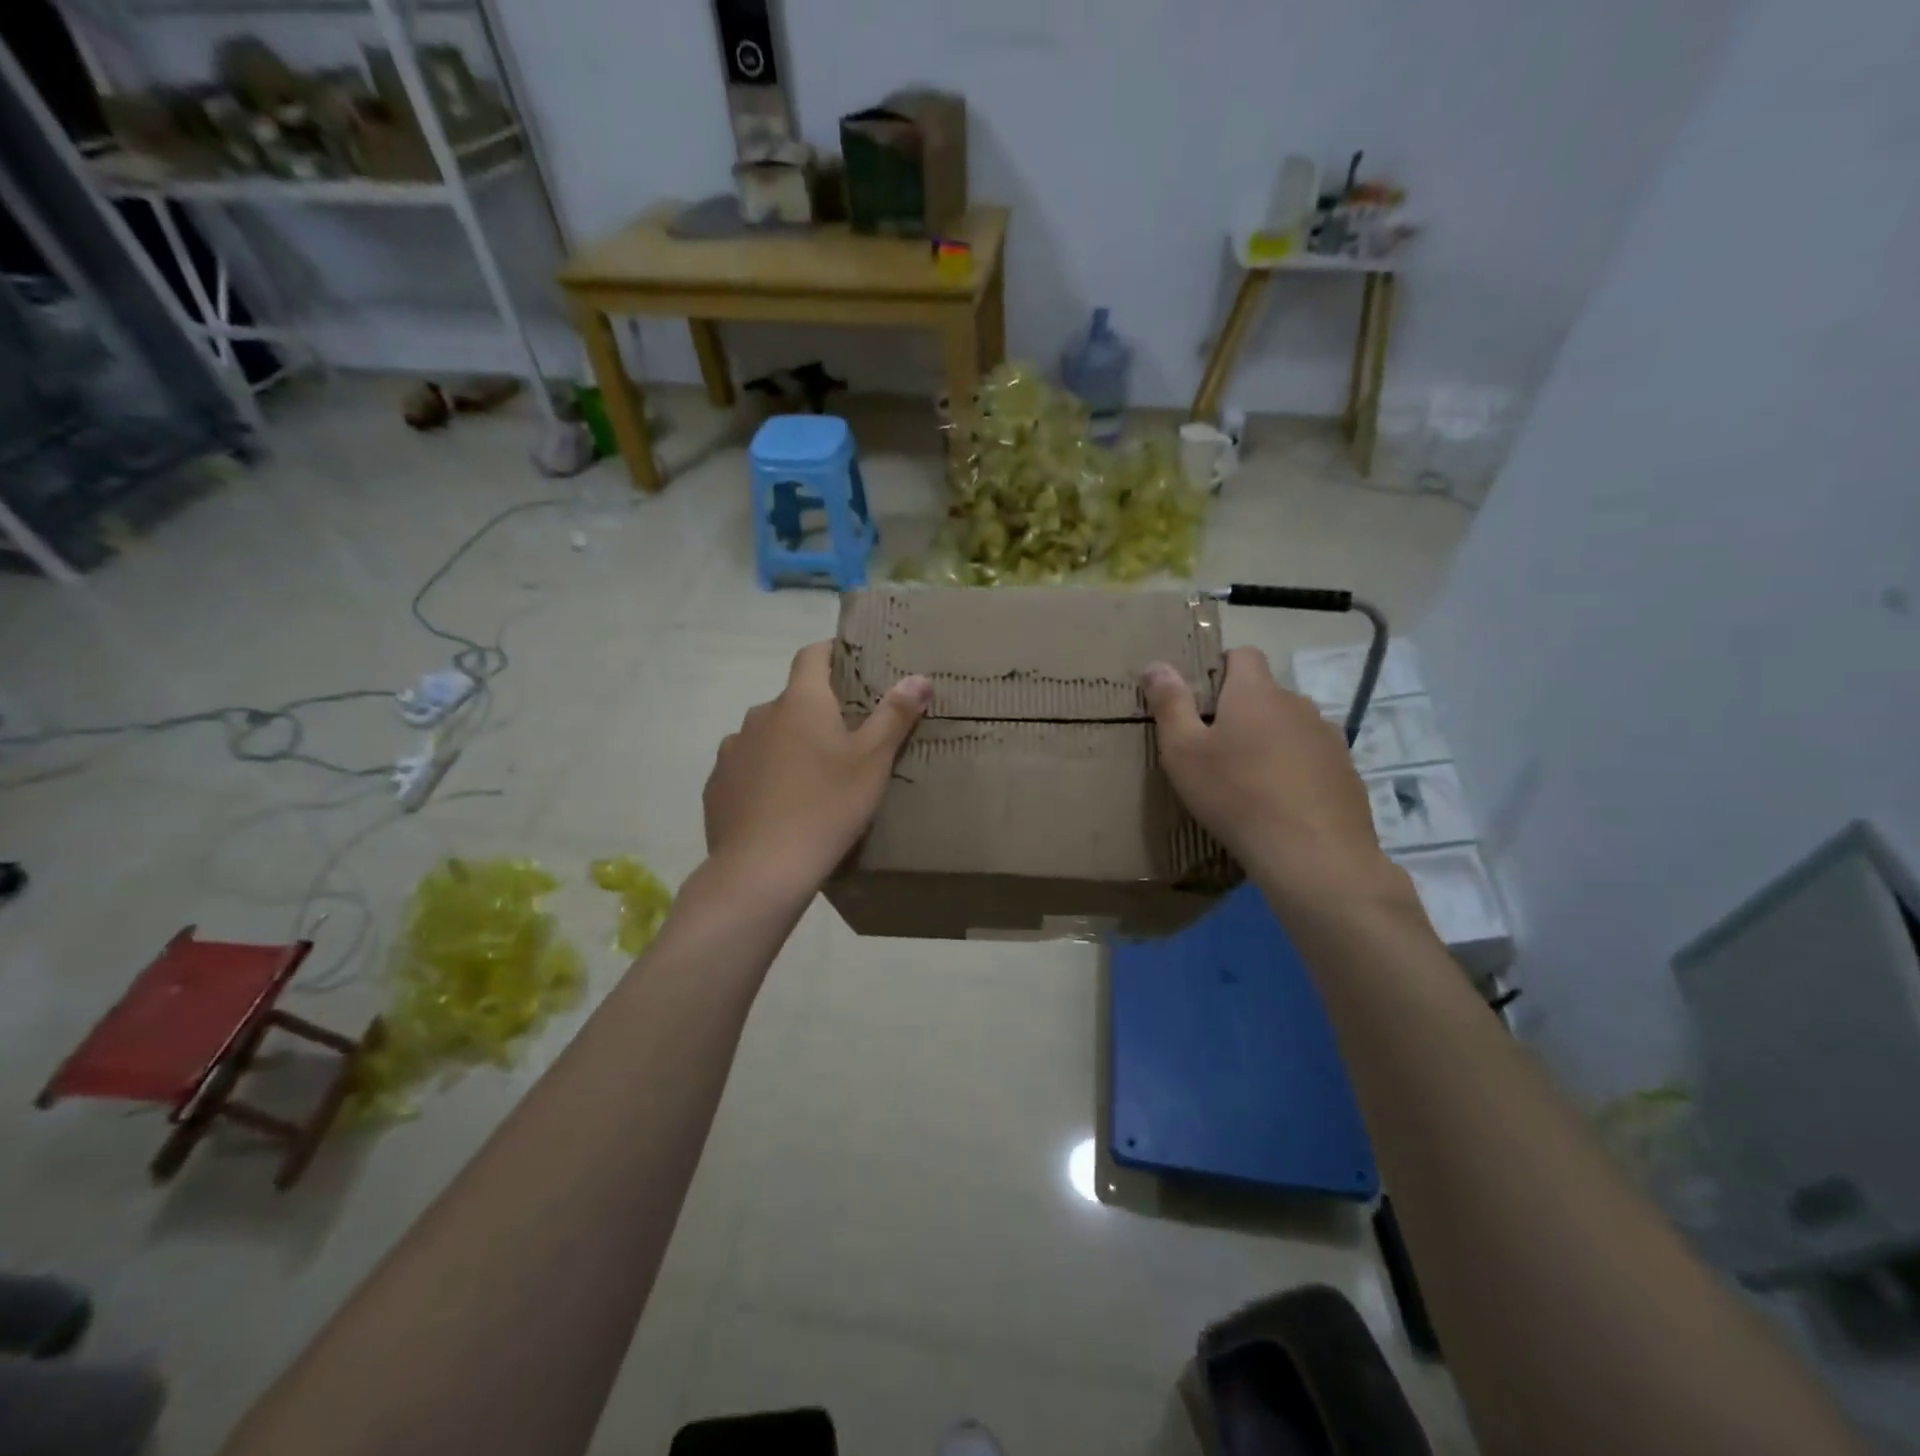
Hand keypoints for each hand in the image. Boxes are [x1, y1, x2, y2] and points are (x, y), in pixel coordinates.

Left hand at [704, 642, 930, 895]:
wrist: (762, 869)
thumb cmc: (826, 807)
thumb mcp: (872, 762)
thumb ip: (895, 716)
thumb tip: (918, 677)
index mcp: (800, 702)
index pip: (812, 655)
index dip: (832, 653)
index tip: (852, 666)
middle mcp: (760, 715)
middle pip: (793, 700)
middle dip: (816, 712)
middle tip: (845, 741)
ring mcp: (733, 750)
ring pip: (767, 735)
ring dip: (787, 744)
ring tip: (811, 778)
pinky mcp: (716, 785)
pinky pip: (746, 768)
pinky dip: (763, 775)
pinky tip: (779, 806)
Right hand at [1143, 648, 1404, 906]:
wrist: (1312, 854)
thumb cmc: (1235, 794)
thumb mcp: (1183, 751)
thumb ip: (1170, 704)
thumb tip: (1157, 664)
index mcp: (1256, 692)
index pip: (1243, 654)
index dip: (1221, 667)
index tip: (1201, 697)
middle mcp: (1298, 704)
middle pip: (1265, 694)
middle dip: (1241, 711)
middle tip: (1214, 749)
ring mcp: (1328, 738)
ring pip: (1290, 727)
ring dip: (1270, 742)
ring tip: (1249, 780)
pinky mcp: (1346, 773)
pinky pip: (1312, 759)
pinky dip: (1295, 771)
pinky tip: (1280, 805)